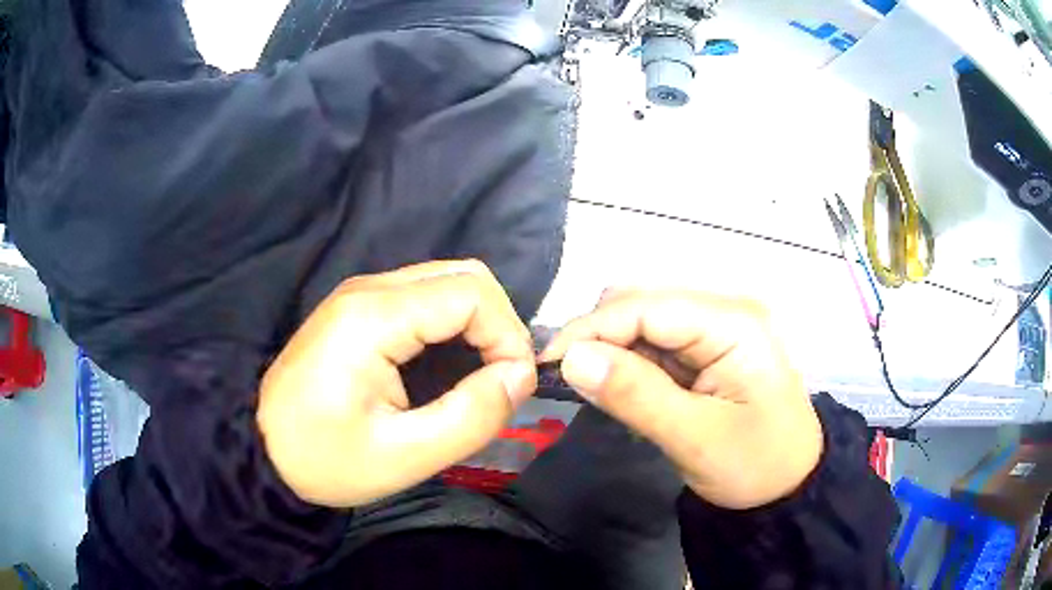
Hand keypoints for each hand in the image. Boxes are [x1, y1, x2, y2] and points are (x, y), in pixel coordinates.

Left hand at [257, 260, 537, 507]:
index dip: (507, 335)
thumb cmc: (324, 459)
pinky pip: (424, 299)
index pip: (472, 293)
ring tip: (477, 378)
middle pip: (463, 276)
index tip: (511, 386)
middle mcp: (369, 289)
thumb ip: (470, 417)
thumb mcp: (402, 456)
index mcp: (374, 316)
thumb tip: (519, 377)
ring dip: (477, 325)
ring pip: (446, 283)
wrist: (261, 449)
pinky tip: (446, 367)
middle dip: (497, 325)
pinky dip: (452, 326)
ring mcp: (361, 294)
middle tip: (499, 381)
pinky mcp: (359, 309)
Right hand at [541, 290, 822, 509]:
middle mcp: (724, 312)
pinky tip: (621, 388)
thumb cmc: (755, 466)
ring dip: (612, 350)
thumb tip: (570, 359)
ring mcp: (717, 329)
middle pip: (643, 305)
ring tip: (591, 387)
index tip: (547, 363)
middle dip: (599, 337)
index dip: (592, 329)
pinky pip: (656, 345)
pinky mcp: (708, 350)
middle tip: (568, 380)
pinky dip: (630, 363)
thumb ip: (635, 395)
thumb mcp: (696, 438)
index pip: (647, 307)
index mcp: (733, 323)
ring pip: (644, 323)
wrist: (789, 487)